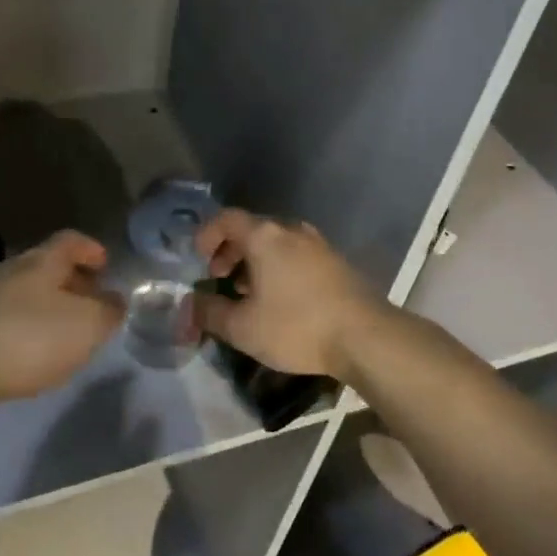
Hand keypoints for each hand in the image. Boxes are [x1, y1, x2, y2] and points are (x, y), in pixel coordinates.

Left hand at [0, 230, 122, 403]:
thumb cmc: (30, 338)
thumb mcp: (87, 325)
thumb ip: (108, 311)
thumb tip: (115, 301)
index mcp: (43, 261)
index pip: (71, 240)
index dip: (92, 249)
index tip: (107, 266)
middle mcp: (14, 270)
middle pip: (50, 267)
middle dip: (75, 282)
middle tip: (95, 305)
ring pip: (30, 294)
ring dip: (53, 308)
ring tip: (70, 334)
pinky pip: (12, 318)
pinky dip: (31, 328)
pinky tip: (37, 354)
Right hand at [192, 210, 390, 384]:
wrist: (365, 336)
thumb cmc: (296, 326)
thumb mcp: (243, 327)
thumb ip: (210, 312)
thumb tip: (191, 304)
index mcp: (265, 237)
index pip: (226, 219)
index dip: (207, 234)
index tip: (198, 258)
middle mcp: (291, 231)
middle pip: (252, 230)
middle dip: (230, 251)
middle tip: (219, 277)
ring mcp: (318, 245)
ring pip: (276, 243)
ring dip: (255, 262)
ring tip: (247, 292)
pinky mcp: (336, 262)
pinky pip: (296, 255)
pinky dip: (278, 268)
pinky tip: (280, 299)